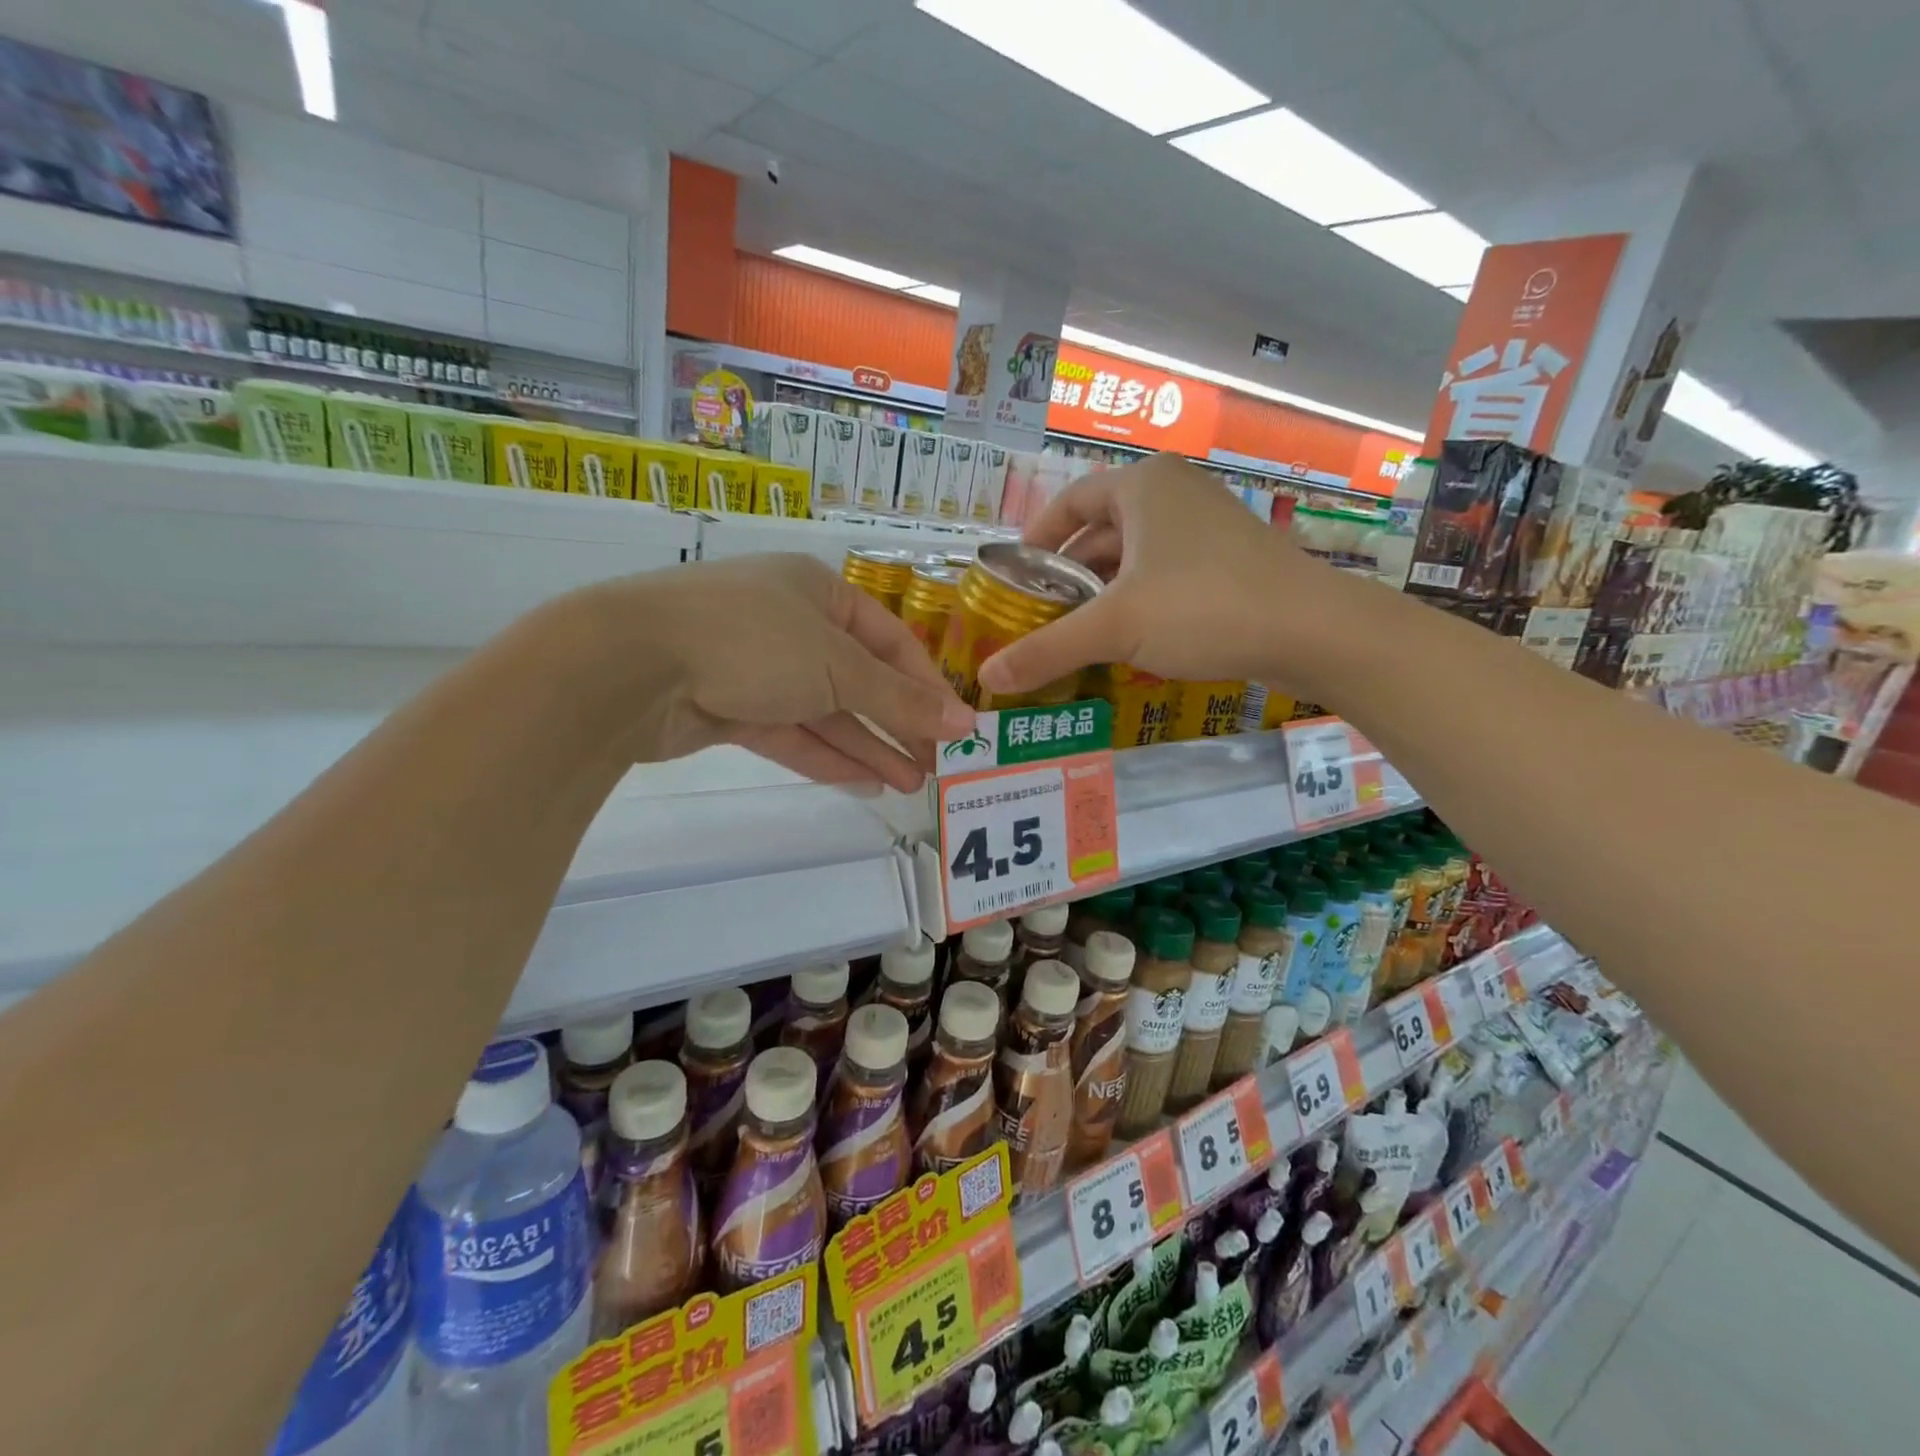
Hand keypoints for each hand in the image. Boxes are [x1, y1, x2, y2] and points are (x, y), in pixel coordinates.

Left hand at [600, 554, 975, 790]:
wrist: (631, 667)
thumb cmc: (752, 642)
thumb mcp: (838, 667)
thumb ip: (900, 699)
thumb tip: (964, 722)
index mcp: (818, 593)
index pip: (889, 640)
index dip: (925, 685)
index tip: (956, 728)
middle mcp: (790, 624)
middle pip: (858, 679)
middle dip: (897, 723)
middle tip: (934, 766)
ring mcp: (756, 667)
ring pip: (825, 711)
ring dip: (867, 746)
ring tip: (909, 784)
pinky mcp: (729, 708)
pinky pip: (791, 733)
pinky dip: (826, 756)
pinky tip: (865, 783)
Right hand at [977, 454, 1361, 698]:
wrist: (1311, 630)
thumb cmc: (1202, 608)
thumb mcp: (1113, 629)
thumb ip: (1046, 650)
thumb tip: (987, 679)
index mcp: (1141, 487)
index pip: (1069, 501)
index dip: (1036, 537)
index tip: (1016, 575)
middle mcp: (1174, 493)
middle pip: (1100, 530)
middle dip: (1067, 573)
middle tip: (1041, 615)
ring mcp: (1207, 524)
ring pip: (1135, 554)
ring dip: (1102, 591)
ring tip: (1077, 632)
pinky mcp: (1230, 559)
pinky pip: (1165, 572)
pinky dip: (1138, 599)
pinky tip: (1128, 638)